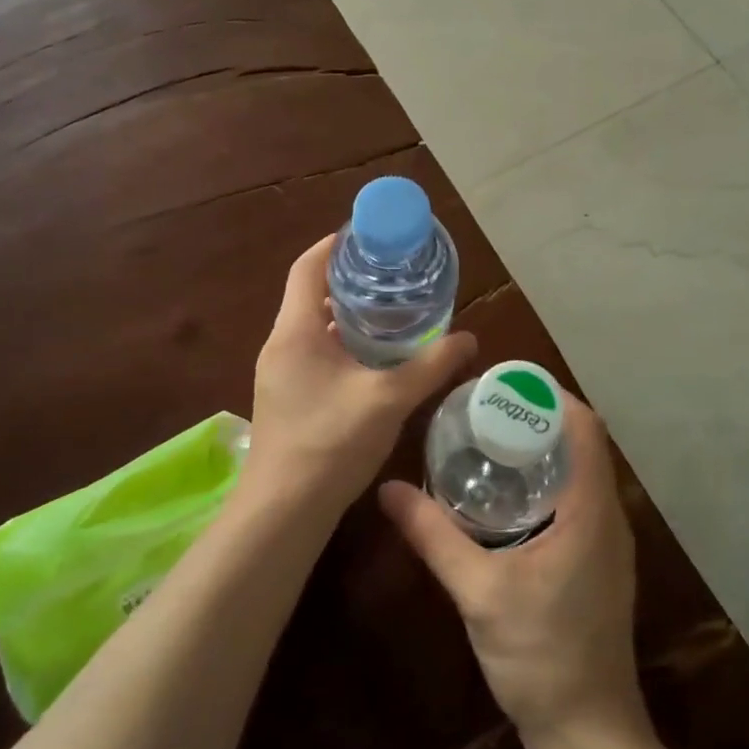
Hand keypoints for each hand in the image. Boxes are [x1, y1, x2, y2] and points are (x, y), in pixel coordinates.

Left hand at [246, 234, 475, 518]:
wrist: (283, 512)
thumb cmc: (330, 443)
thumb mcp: (388, 399)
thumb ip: (430, 365)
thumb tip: (469, 339)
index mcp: (295, 331)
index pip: (308, 267)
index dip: (335, 244)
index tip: (370, 236)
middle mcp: (280, 344)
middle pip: (311, 294)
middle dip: (350, 280)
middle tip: (392, 275)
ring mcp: (279, 373)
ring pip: (313, 327)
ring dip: (347, 316)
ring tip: (390, 312)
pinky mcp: (285, 397)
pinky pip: (313, 353)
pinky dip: (341, 344)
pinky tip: (373, 360)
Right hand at [378, 394, 646, 746]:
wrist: (588, 732)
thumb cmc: (541, 655)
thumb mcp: (479, 591)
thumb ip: (434, 536)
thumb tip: (387, 489)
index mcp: (591, 510)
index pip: (586, 428)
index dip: (551, 396)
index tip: (503, 383)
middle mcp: (608, 516)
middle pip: (582, 444)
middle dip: (537, 418)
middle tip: (483, 408)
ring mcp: (608, 542)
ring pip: (580, 472)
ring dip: (542, 449)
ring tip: (488, 439)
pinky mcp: (598, 563)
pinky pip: (578, 499)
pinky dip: (546, 481)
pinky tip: (504, 495)